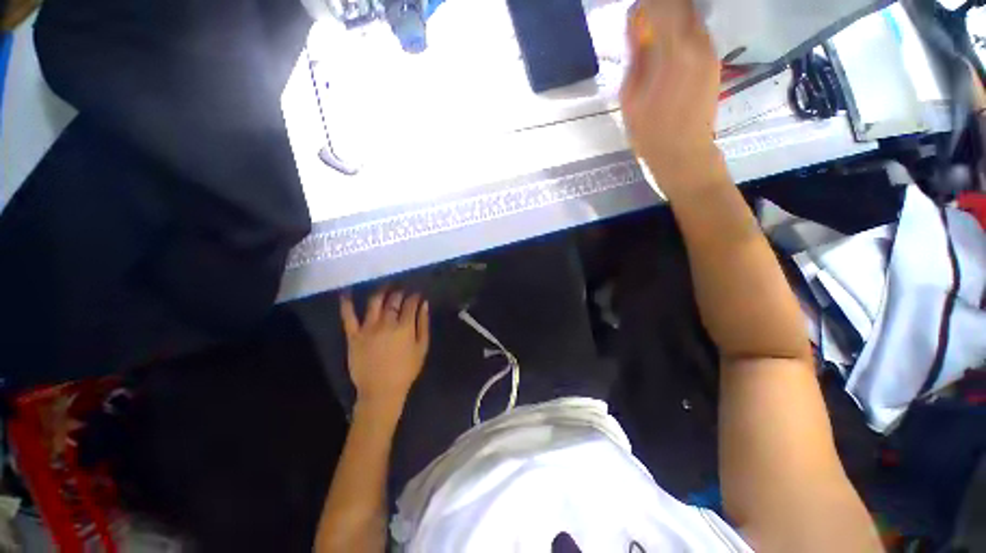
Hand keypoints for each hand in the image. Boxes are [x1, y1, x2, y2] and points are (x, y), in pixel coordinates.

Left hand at [339, 288, 429, 418]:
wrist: (381, 391)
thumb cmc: (406, 370)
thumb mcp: (422, 348)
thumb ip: (423, 324)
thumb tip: (424, 304)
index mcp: (404, 327)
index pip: (410, 304)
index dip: (414, 296)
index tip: (417, 294)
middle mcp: (386, 323)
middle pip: (393, 300)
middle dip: (399, 292)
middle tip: (402, 289)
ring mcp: (368, 328)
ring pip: (374, 303)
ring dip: (381, 292)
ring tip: (385, 286)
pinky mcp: (353, 336)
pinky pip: (348, 317)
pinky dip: (347, 304)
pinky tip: (347, 293)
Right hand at [620, 0, 723, 194]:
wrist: (683, 152)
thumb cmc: (650, 132)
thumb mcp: (631, 97)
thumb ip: (636, 56)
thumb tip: (636, 25)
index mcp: (673, 51)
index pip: (662, 4)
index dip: (647, 5)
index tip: (636, 14)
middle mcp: (698, 42)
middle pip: (682, 4)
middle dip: (662, 7)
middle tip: (645, 22)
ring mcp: (710, 51)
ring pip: (692, 16)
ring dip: (673, 17)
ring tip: (655, 34)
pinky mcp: (715, 61)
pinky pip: (698, 33)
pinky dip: (683, 31)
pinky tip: (669, 48)